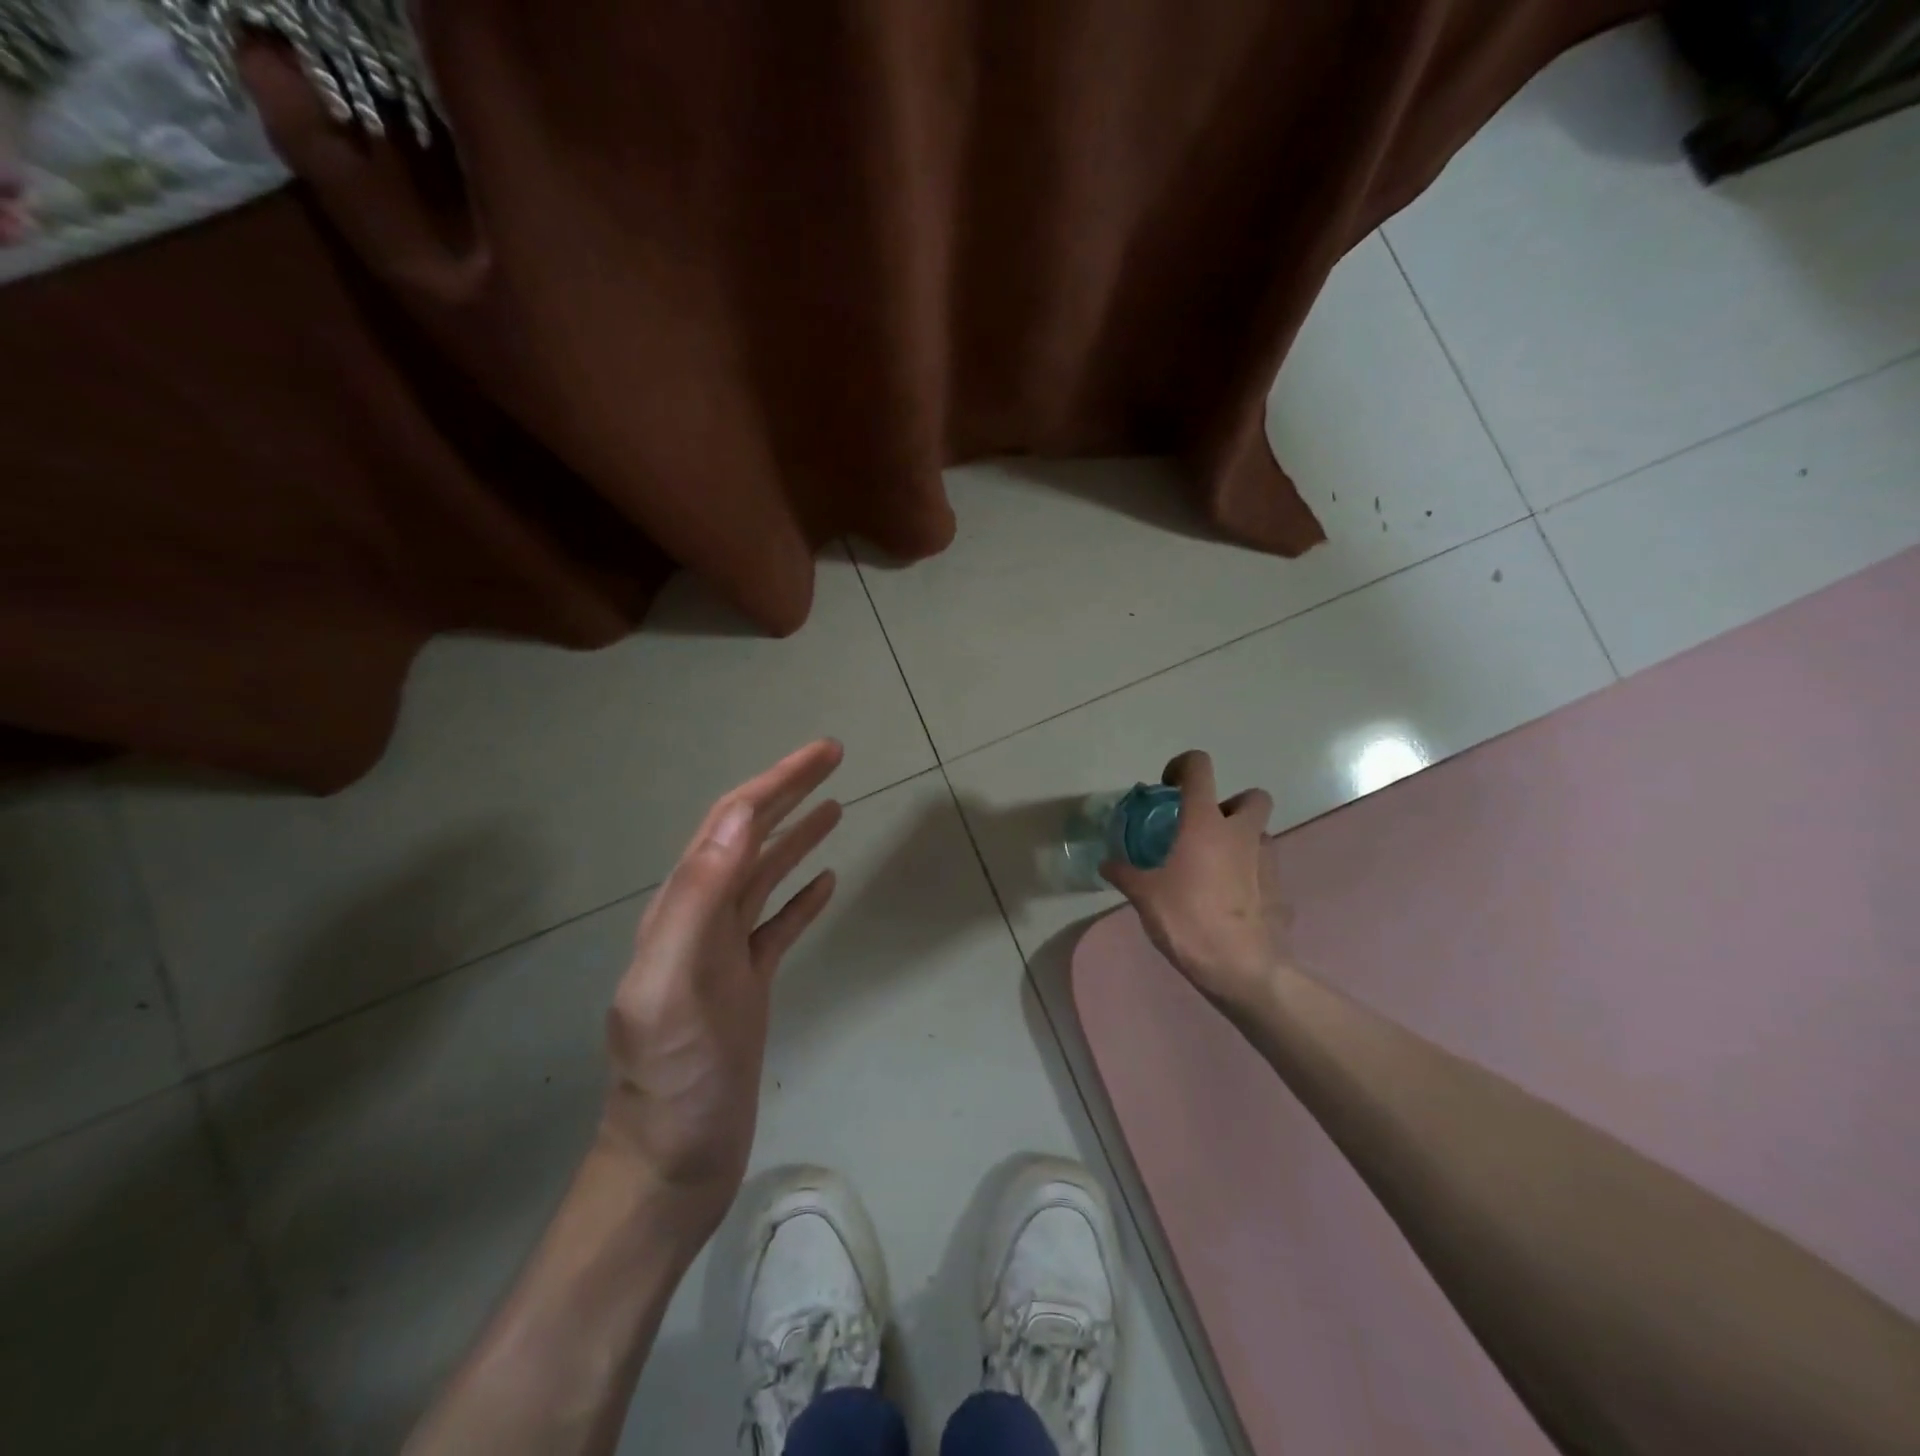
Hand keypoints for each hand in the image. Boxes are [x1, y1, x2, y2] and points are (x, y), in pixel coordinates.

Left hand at [602, 740, 844, 1227]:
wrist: (673, 1160)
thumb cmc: (673, 1077)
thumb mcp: (672, 983)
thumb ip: (697, 898)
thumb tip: (740, 819)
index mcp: (682, 909)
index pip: (731, 824)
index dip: (776, 782)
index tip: (822, 753)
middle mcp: (702, 919)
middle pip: (750, 839)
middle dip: (789, 793)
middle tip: (834, 759)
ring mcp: (726, 952)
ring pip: (766, 876)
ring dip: (798, 836)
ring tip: (836, 807)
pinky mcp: (748, 983)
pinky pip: (779, 924)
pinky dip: (803, 896)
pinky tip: (827, 881)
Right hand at [1101, 750, 1289, 1008]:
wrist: (1242, 968)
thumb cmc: (1188, 919)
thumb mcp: (1144, 896)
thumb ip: (1124, 873)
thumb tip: (1106, 864)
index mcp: (1205, 823)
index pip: (1199, 767)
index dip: (1183, 766)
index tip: (1168, 787)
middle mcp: (1241, 832)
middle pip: (1251, 796)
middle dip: (1230, 804)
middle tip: (1203, 829)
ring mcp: (1267, 860)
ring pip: (1260, 834)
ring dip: (1240, 840)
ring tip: (1213, 868)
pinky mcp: (1279, 889)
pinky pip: (1264, 869)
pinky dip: (1249, 873)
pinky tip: (1228, 899)